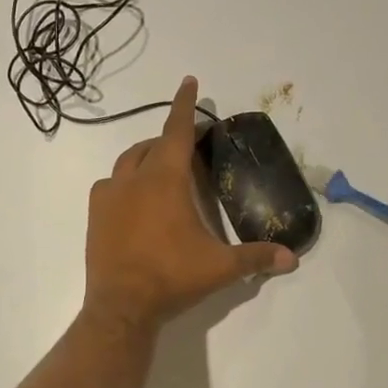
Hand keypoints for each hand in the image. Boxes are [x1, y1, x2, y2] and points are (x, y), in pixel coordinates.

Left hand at [85, 78, 298, 328]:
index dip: (186, 105)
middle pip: (153, 144)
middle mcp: (134, 178)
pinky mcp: (94, 214)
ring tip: (163, 169)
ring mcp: (109, 195)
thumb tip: (292, 258)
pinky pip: (110, 184)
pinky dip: (126, 181)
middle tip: (190, 145)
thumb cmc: (172, 278)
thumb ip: (257, 258)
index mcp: (165, 179)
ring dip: (147, 156)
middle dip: (172, 138)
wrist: (120, 306)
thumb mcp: (220, 267)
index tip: (189, 81)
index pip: (178, 131)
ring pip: (128, 161)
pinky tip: (136, 199)